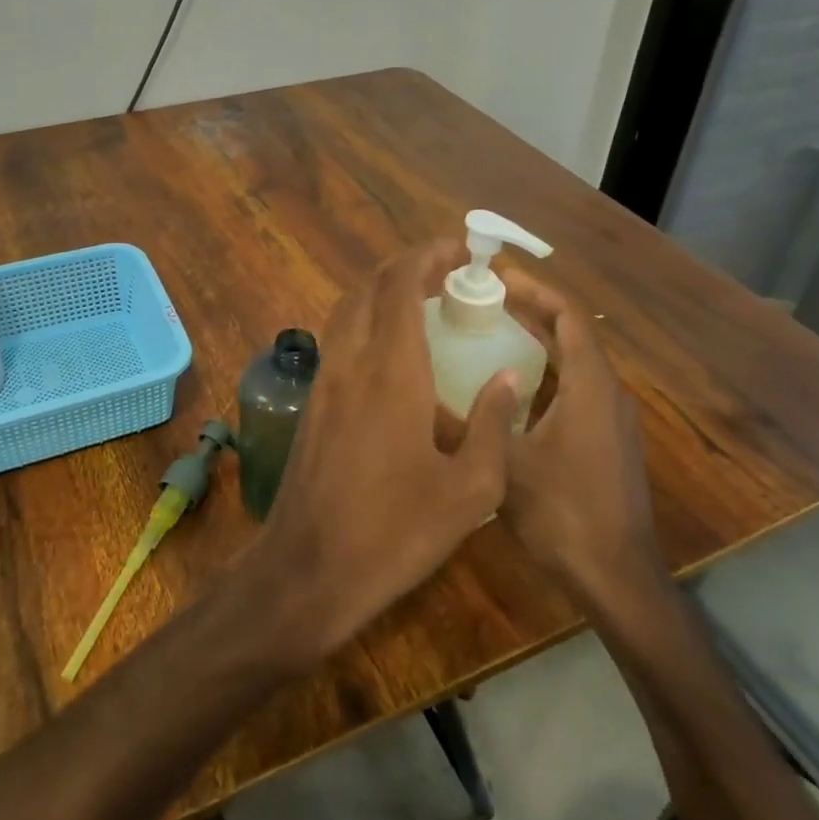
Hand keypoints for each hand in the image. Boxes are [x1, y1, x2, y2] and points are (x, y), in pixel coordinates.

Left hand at [249, 241, 520, 661]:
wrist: (309, 568)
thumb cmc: (395, 532)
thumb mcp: (469, 490)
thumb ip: (493, 425)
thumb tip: (509, 378)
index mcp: (391, 370)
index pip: (400, 284)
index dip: (428, 256)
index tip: (460, 252)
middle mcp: (350, 361)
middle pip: (368, 286)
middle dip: (406, 267)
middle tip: (447, 274)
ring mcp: (324, 381)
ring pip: (347, 310)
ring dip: (382, 292)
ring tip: (423, 303)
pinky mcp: (312, 403)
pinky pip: (338, 339)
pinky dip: (365, 322)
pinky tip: (392, 351)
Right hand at [499, 268, 668, 621]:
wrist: (616, 576)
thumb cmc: (563, 512)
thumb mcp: (503, 465)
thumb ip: (465, 425)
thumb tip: (420, 395)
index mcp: (590, 387)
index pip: (568, 317)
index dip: (535, 290)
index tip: (497, 276)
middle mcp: (608, 394)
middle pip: (572, 335)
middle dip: (531, 312)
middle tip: (483, 301)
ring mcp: (612, 420)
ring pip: (574, 364)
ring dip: (538, 343)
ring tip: (490, 333)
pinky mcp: (608, 442)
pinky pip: (576, 389)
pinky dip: (545, 374)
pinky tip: (510, 389)